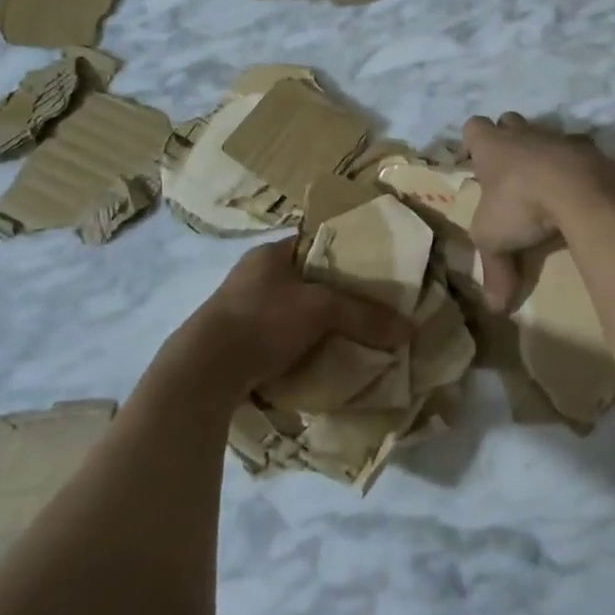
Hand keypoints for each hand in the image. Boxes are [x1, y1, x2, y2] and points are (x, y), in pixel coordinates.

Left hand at [158, 240, 411, 402]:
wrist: (204, 372)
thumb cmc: (262, 321)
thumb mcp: (321, 310)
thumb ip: (365, 315)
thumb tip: (410, 329)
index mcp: (270, 253)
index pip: (315, 243)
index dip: (346, 253)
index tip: (375, 271)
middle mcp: (254, 275)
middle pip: (307, 279)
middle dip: (336, 294)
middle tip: (369, 307)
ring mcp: (242, 309)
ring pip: (293, 310)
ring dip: (317, 323)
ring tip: (351, 335)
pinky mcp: (236, 342)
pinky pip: (279, 337)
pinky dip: (300, 345)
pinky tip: (320, 358)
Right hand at [461, 113, 614, 312]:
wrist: (580, 191)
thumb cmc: (522, 205)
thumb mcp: (495, 241)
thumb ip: (494, 271)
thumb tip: (497, 309)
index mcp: (492, 147)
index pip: (473, 127)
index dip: (474, 141)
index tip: (477, 162)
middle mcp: (524, 134)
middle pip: (510, 121)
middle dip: (508, 138)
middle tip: (509, 171)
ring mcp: (560, 138)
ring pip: (546, 134)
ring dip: (544, 152)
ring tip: (546, 183)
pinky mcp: (592, 151)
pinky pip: (580, 153)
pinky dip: (577, 168)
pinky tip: (579, 192)